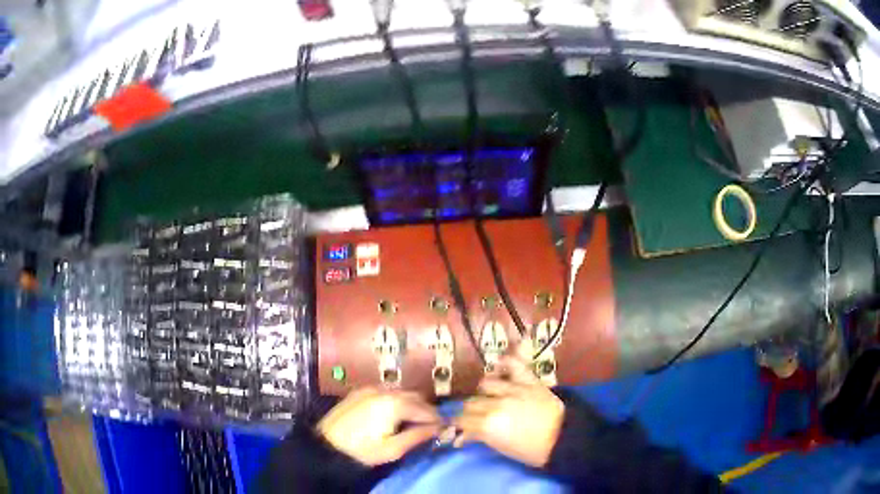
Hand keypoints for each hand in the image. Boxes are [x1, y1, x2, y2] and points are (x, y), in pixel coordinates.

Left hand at [317, 387, 441, 465]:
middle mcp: (385, 390)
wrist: (326, 445)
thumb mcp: (392, 449)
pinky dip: (397, 401)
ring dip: (411, 405)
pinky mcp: (360, 391)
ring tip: (413, 423)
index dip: (437, 420)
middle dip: (425, 411)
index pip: (426, 409)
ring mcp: (371, 388)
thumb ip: (417, 437)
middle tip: (430, 428)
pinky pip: (387, 392)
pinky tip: (394, 415)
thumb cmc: (361, 450)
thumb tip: (437, 429)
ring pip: (401, 393)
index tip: (444, 430)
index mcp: (395, 404)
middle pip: (415, 397)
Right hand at [453, 341, 564, 467]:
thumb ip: (480, 437)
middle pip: (470, 402)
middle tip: (474, 416)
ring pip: (486, 384)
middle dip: (469, 411)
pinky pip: (514, 365)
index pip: (461, 419)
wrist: (564, 438)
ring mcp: (513, 390)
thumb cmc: (531, 450)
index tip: (457, 426)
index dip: (457, 424)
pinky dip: (506, 363)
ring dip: (484, 392)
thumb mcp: (501, 447)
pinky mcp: (529, 381)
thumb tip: (460, 437)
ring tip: (489, 397)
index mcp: (487, 425)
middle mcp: (495, 405)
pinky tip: (500, 365)